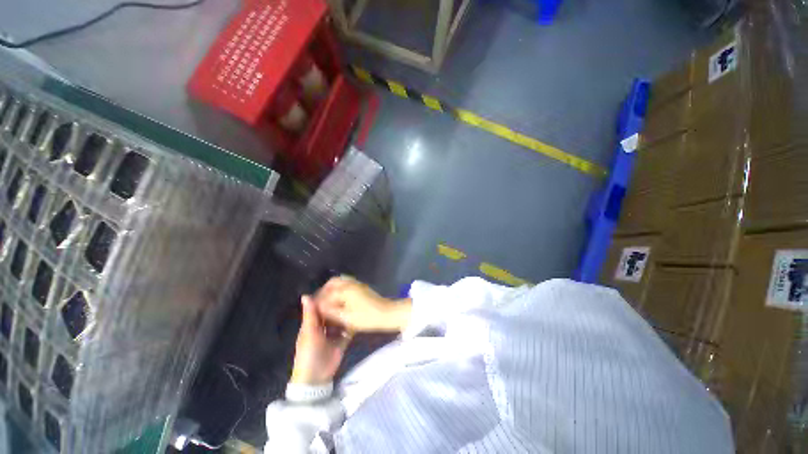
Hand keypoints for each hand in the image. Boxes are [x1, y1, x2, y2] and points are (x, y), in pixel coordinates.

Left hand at [290, 295, 351, 384]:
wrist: (316, 378)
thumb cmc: (309, 353)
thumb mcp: (309, 332)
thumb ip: (310, 314)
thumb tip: (306, 295)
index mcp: (313, 322)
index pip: (321, 306)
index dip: (327, 297)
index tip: (338, 286)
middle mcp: (324, 326)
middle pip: (333, 312)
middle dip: (340, 305)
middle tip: (352, 293)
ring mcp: (334, 333)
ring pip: (342, 319)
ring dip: (347, 314)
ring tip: (358, 302)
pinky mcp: (342, 340)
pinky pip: (348, 330)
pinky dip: (352, 325)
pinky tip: (360, 316)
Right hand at [315, 276, 411, 332]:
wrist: (386, 313)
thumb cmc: (367, 317)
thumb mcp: (346, 317)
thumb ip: (330, 311)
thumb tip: (317, 307)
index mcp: (345, 289)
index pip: (327, 293)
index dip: (318, 301)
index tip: (312, 309)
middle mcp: (350, 283)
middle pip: (333, 282)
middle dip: (323, 291)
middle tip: (318, 303)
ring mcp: (357, 284)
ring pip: (340, 282)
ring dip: (331, 290)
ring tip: (327, 302)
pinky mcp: (362, 288)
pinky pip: (346, 284)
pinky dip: (339, 290)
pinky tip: (338, 301)